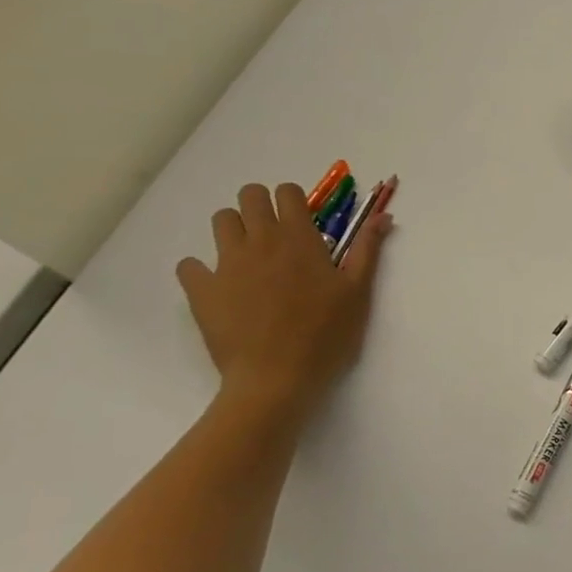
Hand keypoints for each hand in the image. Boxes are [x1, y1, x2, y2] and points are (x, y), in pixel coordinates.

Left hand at [175, 180, 394, 413]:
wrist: (276, 379)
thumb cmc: (326, 334)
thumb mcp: (358, 291)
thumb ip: (367, 248)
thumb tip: (382, 216)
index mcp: (299, 238)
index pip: (288, 192)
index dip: (295, 201)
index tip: (304, 222)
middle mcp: (260, 241)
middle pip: (249, 196)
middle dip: (262, 205)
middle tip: (277, 234)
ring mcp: (226, 264)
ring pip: (221, 221)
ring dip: (235, 229)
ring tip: (251, 256)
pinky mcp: (201, 290)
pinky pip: (189, 264)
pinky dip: (201, 269)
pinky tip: (220, 286)